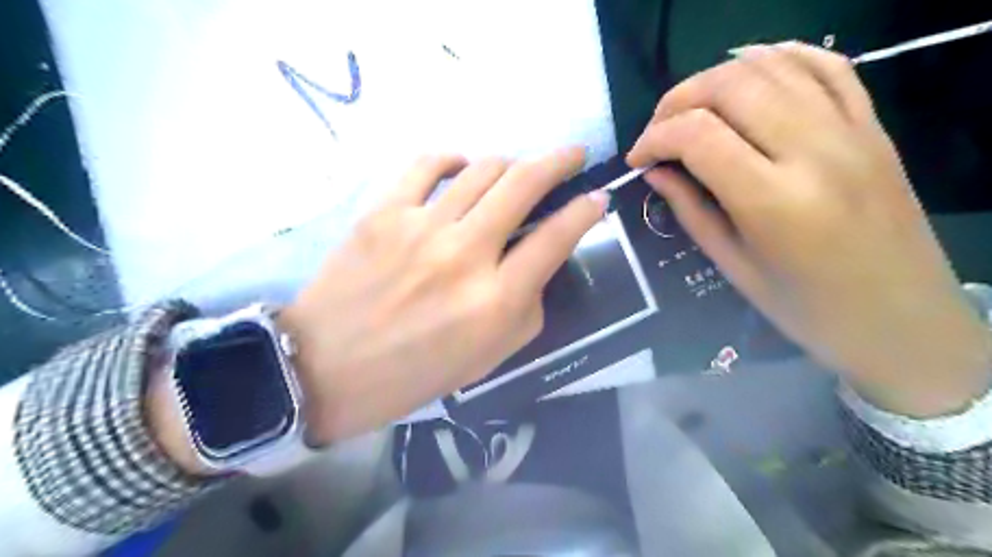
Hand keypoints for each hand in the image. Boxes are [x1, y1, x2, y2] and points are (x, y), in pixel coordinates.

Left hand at [276, 147, 603, 442]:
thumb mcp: (488, 357)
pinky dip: (452, 159)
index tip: (597, 198)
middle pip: (523, 185)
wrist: (325, 368)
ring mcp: (420, 228)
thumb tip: (538, 263)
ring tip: (516, 171)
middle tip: (573, 154)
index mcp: (494, 301)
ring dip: (510, 163)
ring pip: (481, 169)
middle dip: (559, 161)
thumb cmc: (413, 373)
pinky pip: (426, 164)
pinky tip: (461, 167)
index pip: (556, 239)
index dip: (585, 212)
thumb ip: (525, 308)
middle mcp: (464, 255)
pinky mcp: (382, 213)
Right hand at [626, 44, 991, 416]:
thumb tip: (655, 171)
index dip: (655, 137)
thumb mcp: (734, 267)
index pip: (697, 135)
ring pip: (773, 67)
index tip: (638, 158)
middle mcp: (814, 151)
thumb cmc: (807, 309)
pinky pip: (827, 66)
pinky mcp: (872, 126)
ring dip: (717, 78)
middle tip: (658, 131)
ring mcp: (851, 131)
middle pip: (731, 87)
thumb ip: (691, 210)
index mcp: (773, 200)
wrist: (902, 320)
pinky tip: (749, 72)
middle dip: (678, 100)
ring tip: (693, 109)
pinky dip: (780, 57)